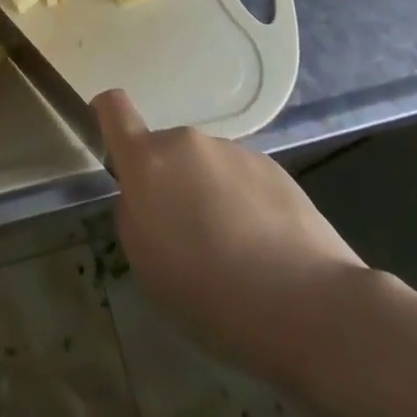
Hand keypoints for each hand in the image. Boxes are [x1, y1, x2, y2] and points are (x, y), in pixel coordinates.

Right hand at [94, 89, 366, 374]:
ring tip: (236, 254)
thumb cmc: (213, 295)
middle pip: (166, 153)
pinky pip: (243, 180)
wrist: (311, 306)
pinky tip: (267, 251)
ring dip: (210, 196)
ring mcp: (234, 151)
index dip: (105, 114)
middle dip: (170, 184)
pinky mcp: (273, 167)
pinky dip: (245, 205)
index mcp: (148, 163)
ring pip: (207, 168)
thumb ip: (135, 217)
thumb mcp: (148, 268)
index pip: (115, 110)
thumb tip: (147, 199)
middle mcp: (187, 143)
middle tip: (190, 240)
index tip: (108, 135)